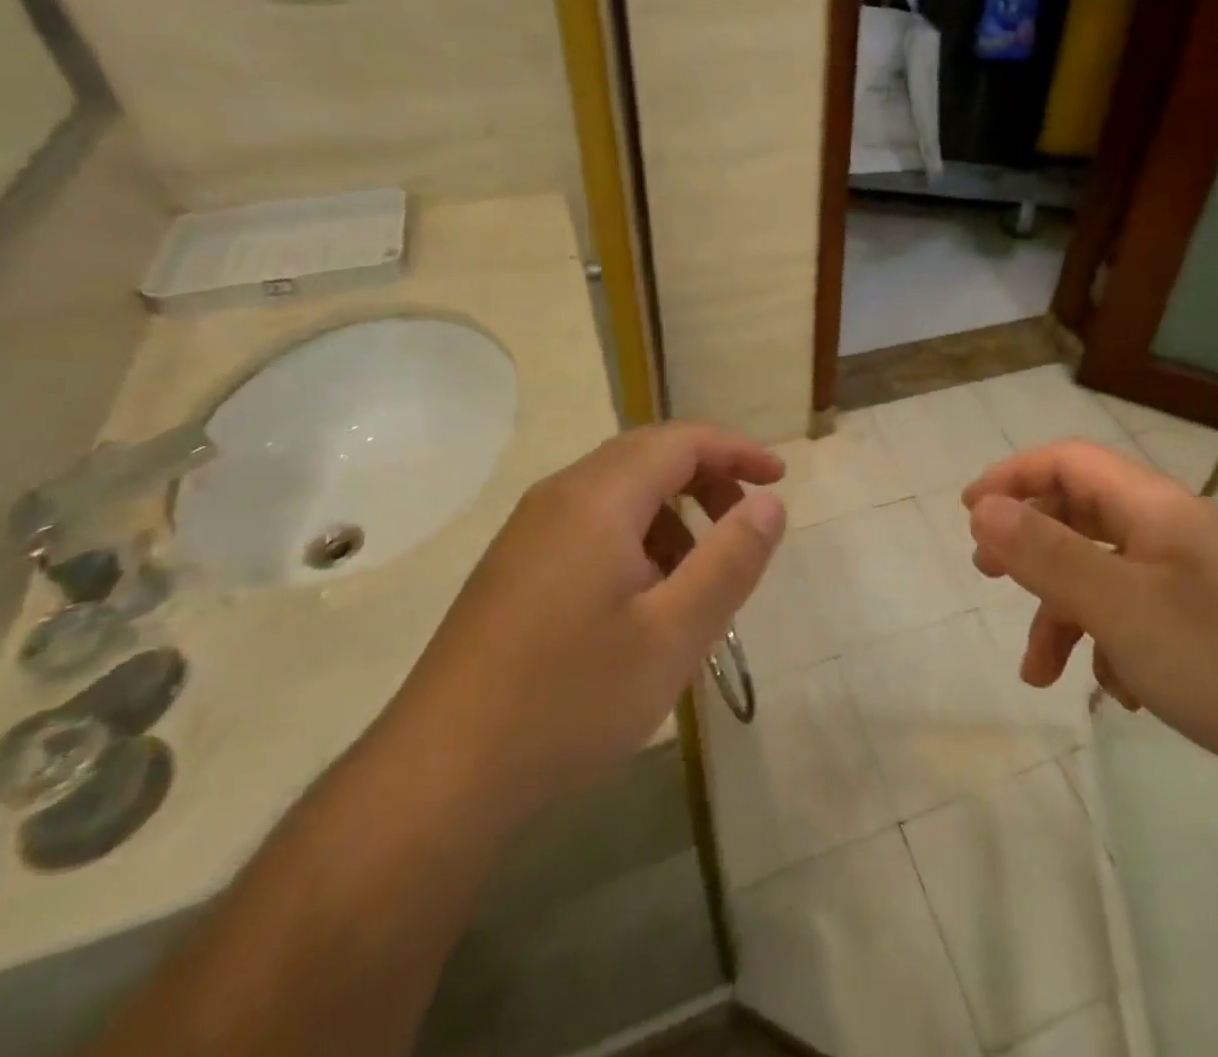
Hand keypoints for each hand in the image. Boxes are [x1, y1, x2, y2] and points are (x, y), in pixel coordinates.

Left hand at [399, 423, 785, 815]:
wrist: (439, 776)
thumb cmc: (569, 698)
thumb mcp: (673, 635)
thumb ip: (730, 560)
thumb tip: (770, 503)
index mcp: (597, 499)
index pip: (680, 441)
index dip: (736, 451)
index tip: (779, 478)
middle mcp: (559, 497)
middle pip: (647, 456)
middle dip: (707, 478)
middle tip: (746, 524)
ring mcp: (529, 532)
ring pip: (618, 492)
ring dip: (671, 513)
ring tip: (699, 575)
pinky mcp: (515, 567)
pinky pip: (590, 524)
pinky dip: (636, 538)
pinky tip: (644, 600)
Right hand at [963, 440, 1217, 801]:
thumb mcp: (1118, 605)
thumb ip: (1045, 553)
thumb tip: (983, 509)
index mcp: (1154, 507)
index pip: (1069, 461)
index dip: (1013, 476)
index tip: (969, 512)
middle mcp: (1173, 531)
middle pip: (1081, 515)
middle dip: (1030, 545)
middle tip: (988, 574)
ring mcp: (1193, 578)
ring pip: (1105, 575)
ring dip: (1064, 614)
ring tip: (1040, 672)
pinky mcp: (1208, 623)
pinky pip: (1137, 614)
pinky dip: (1110, 642)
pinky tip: (1118, 690)